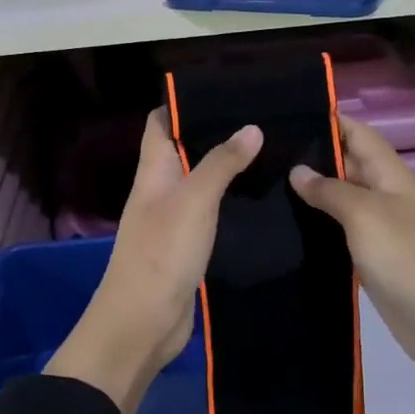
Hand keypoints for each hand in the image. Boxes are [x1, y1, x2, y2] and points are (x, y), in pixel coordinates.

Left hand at [44, 108, 261, 413]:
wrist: (143, 323)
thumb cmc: (162, 252)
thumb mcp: (194, 201)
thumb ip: (221, 163)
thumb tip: (251, 127)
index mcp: (152, 172)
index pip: (159, 123)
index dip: (183, 104)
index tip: (225, 90)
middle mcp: (160, 190)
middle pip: (183, 151)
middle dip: (215, 134)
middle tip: (263, 119)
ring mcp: (173, 221)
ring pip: (200, 183)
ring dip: (227, 169)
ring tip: (271, 151)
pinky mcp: (188, 247)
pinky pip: (210, 215)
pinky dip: (231, 203)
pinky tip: (261, 198)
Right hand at [290, 115, 414, 413]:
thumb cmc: (408, 260)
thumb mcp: (366, 216)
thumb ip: (331, 190)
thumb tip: (298, 170)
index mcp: (391, 176)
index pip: (357, 134)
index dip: (328, 121)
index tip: (286, 116)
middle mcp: (384, 196)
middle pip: (346, 165)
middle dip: (311, 157)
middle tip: (261, 153)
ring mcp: (378, 230)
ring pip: (340, 201)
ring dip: (310, 194)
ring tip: (264, 185)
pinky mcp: (370, 259)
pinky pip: (339, 234)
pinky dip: (316, 228)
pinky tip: (284, 228)